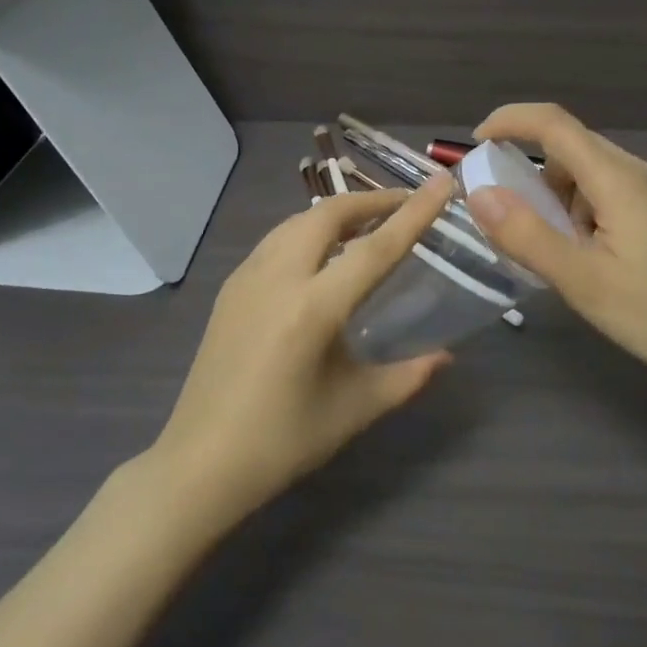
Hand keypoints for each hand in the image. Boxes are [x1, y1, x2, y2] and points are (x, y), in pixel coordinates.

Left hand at [150, 176, 457, 522]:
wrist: (201, 462)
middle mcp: (278, 277)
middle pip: (329, 215)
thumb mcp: (355, 409)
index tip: (440, 183)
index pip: (375, 248)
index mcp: (313, 308)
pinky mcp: (230, 287)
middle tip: (404, 205)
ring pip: (298, 221)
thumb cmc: (283, 441)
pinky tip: (321, 255)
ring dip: (336, 214)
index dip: (413, 213)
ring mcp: (247, 277)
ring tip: (367, 225)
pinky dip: (308, 232)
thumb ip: (407, 376)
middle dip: (371, 201)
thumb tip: (446, 356)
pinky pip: (277, 240)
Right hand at [466, 103, 646, 403]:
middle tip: (509, 217)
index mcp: (618, 180)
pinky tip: (592, 255)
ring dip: (560, 196)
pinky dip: (585, 210)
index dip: (510, 121)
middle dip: (531, 172)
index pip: (554, 124)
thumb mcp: (583, 282)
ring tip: (556, 249)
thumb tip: (479, 193)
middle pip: (573, 147)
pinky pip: (614, 193)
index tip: (477, 144)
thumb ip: (527, 236)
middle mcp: (641, 173)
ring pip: (593, 172)